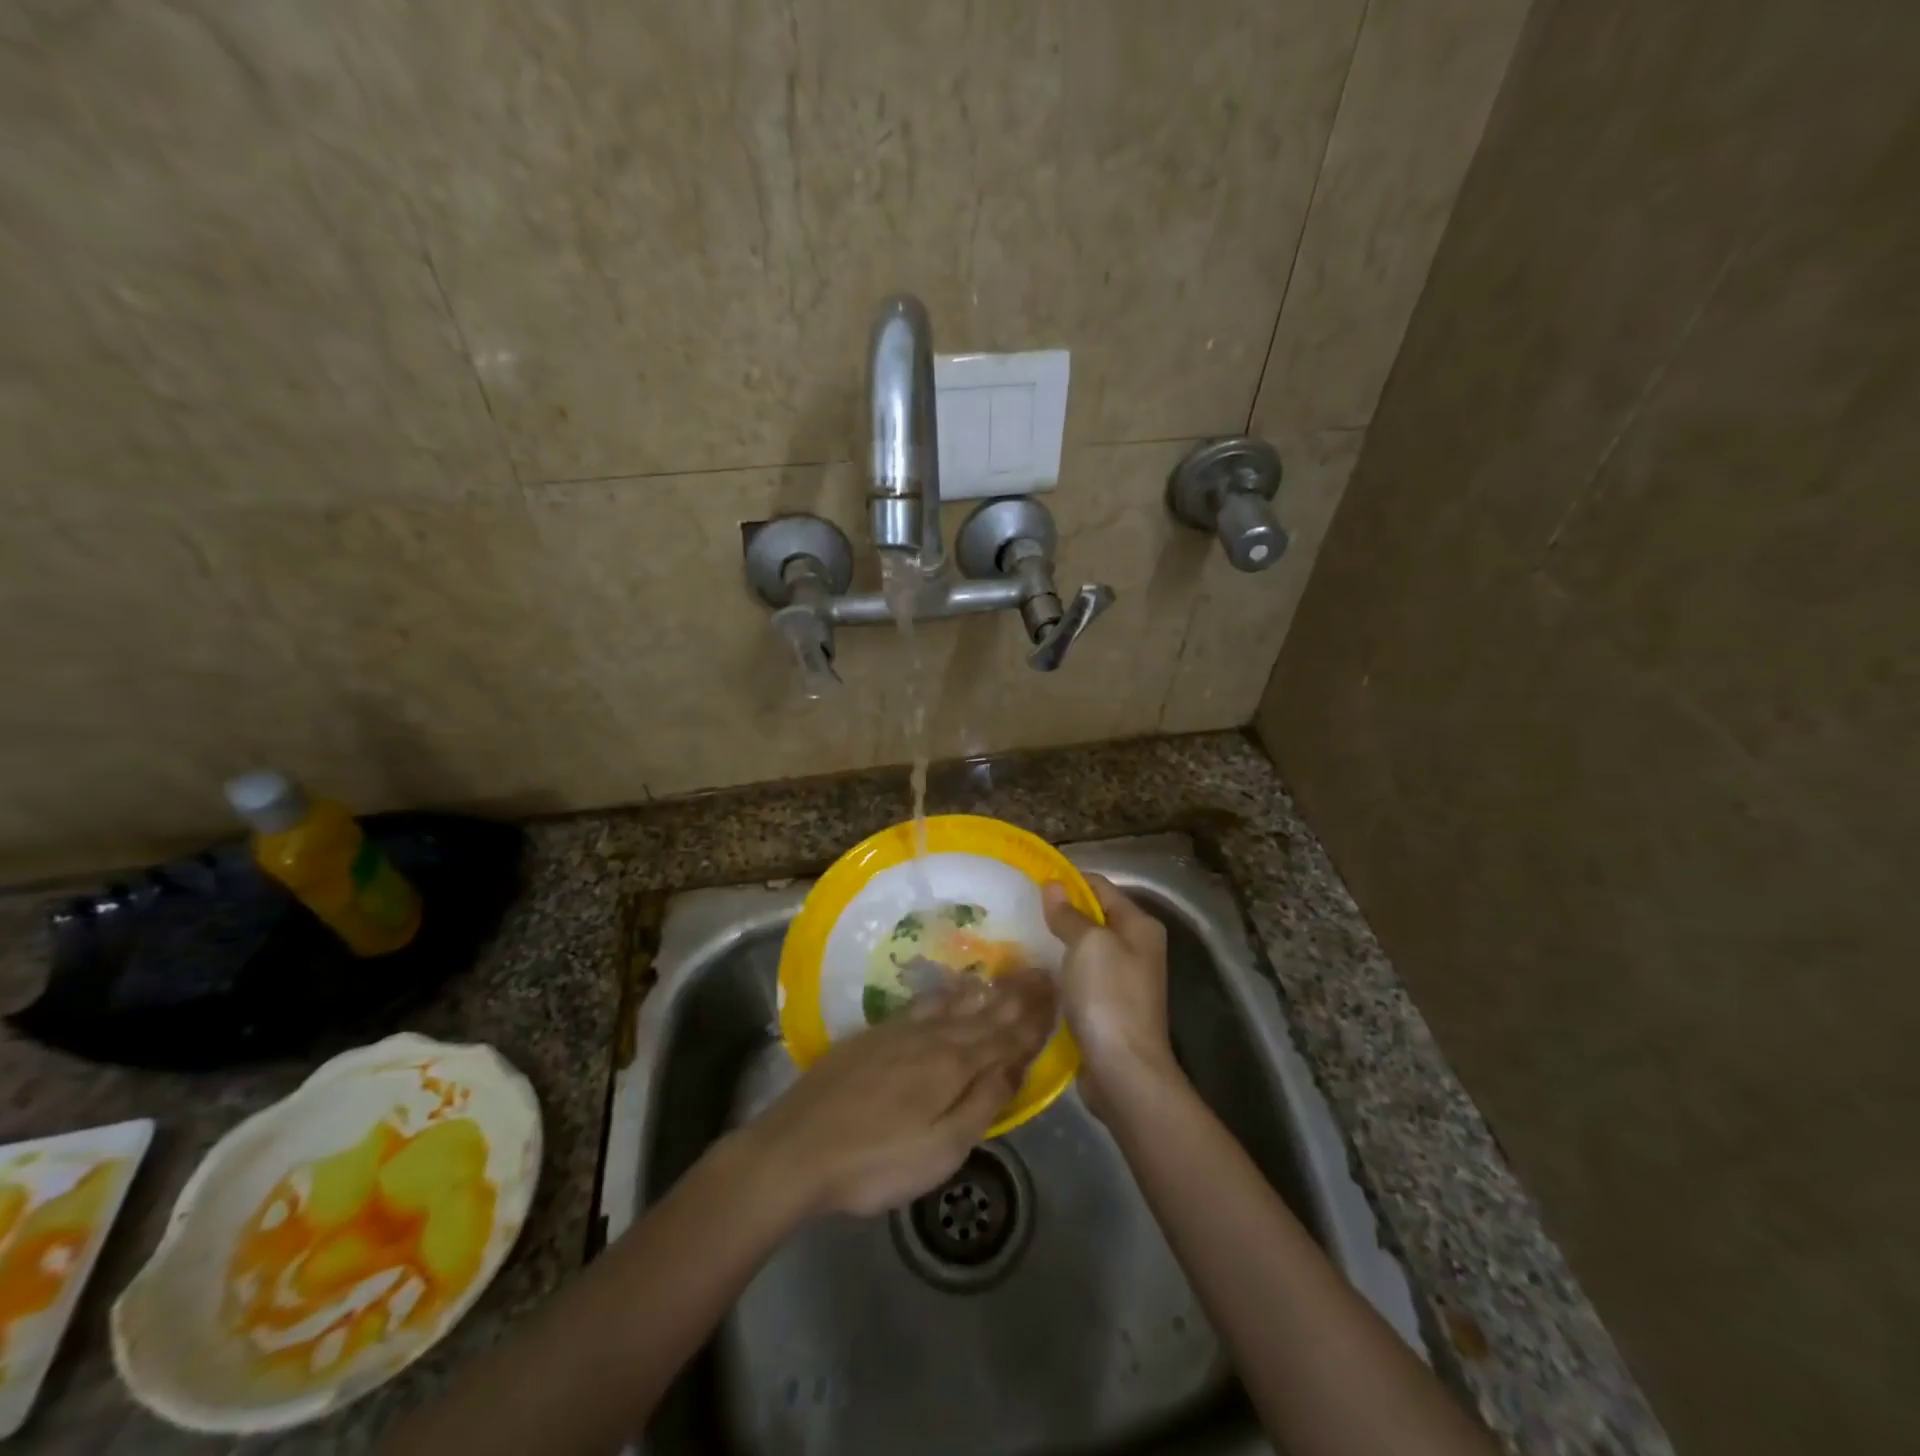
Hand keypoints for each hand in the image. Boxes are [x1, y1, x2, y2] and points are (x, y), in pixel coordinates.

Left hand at [740, 969, 1056, 1216]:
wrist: (797, 1148)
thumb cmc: (876, 1162)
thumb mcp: (941, 1149)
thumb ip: (982, 1102)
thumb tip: (1016, 1064)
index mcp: (953, 1066)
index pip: (1004, 1037)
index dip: (1032, 1018)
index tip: (1056, 992)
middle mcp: (932, 1038)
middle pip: (982, 1014)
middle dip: (1015, 996)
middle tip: (1041, 972)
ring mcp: (899, 1033)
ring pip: (953, 1004)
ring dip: (984, 991)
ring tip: (1005, 976)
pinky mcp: (874, 1036)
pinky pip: (924, 1004)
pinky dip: (947, 994)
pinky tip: (950, 991)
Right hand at [1043, 874, 1178, 1118]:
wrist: (1124, 1070)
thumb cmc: (1109, 997)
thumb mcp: (1088, 945)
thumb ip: (1069, 914)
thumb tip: (1052, 884)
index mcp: (1139, 925)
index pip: (1100, 886)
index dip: (1068, 880)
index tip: (1030, 880)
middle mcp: (1136, 947)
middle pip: (1093, 916)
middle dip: (1059, 912)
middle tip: (1019, 909)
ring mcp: (1123, 979)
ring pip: (1084, 948)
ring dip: (1056, 943)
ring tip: (1018, 936)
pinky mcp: (1107, 1005)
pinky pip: (1080, 976)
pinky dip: (1060, 971)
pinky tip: (1033, 971)